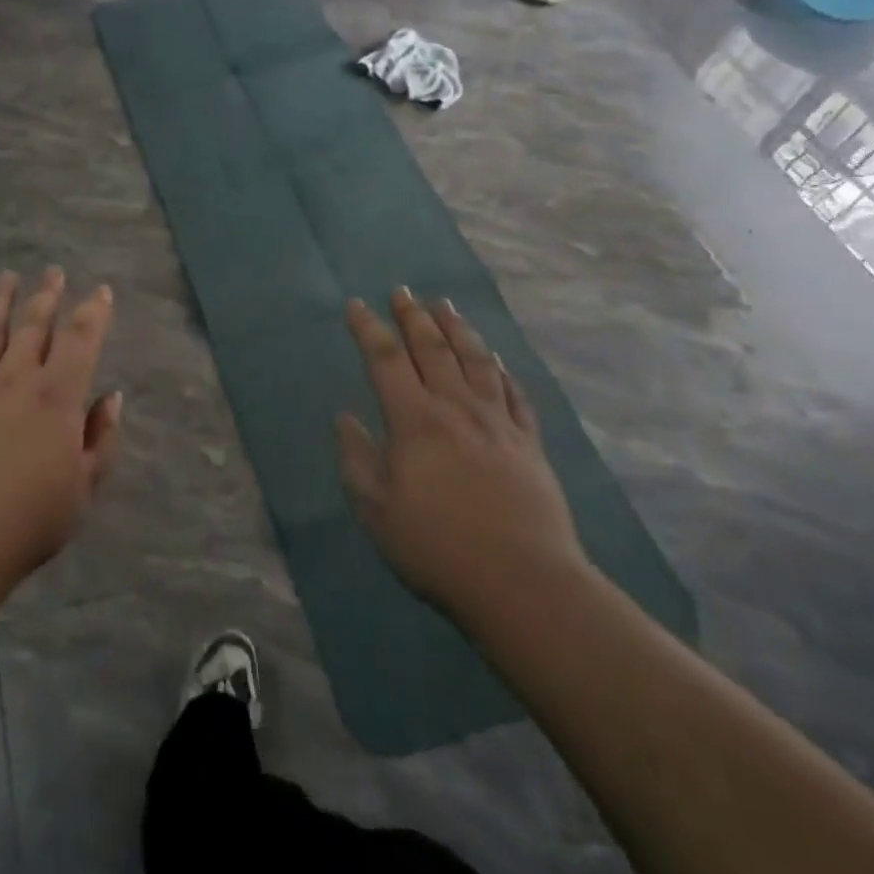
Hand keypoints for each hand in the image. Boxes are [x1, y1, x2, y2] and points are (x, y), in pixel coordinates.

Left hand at [0, 269, 123, 591]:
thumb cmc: (31, 520)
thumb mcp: (85, 487)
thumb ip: (102, 438)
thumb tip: (110, 397)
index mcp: (57, 397)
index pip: (80, 340)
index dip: (94, 312)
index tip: (101, 291)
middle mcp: (16, 378)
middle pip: (34, 325)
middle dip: (48, 295)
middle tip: (54, 271)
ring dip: (2, 299)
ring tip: (8, 276)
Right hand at [337, 288, 588, 626]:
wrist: (524, 583)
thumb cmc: (437, 548)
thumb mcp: (376, 511)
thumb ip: (356, 459)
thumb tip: (345, 418)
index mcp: (415, 421)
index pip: (386, 360)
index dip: (368, 329)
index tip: (356, 305)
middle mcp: (456, 409)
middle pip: (432, 349)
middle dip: (412, 317)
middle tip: (401, 291)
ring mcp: (497, 423)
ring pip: (475, 361)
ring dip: (457, 330)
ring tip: (445, 306)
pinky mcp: (528, 443)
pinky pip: (512, 393)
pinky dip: (500, 369)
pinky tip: (494, 358)